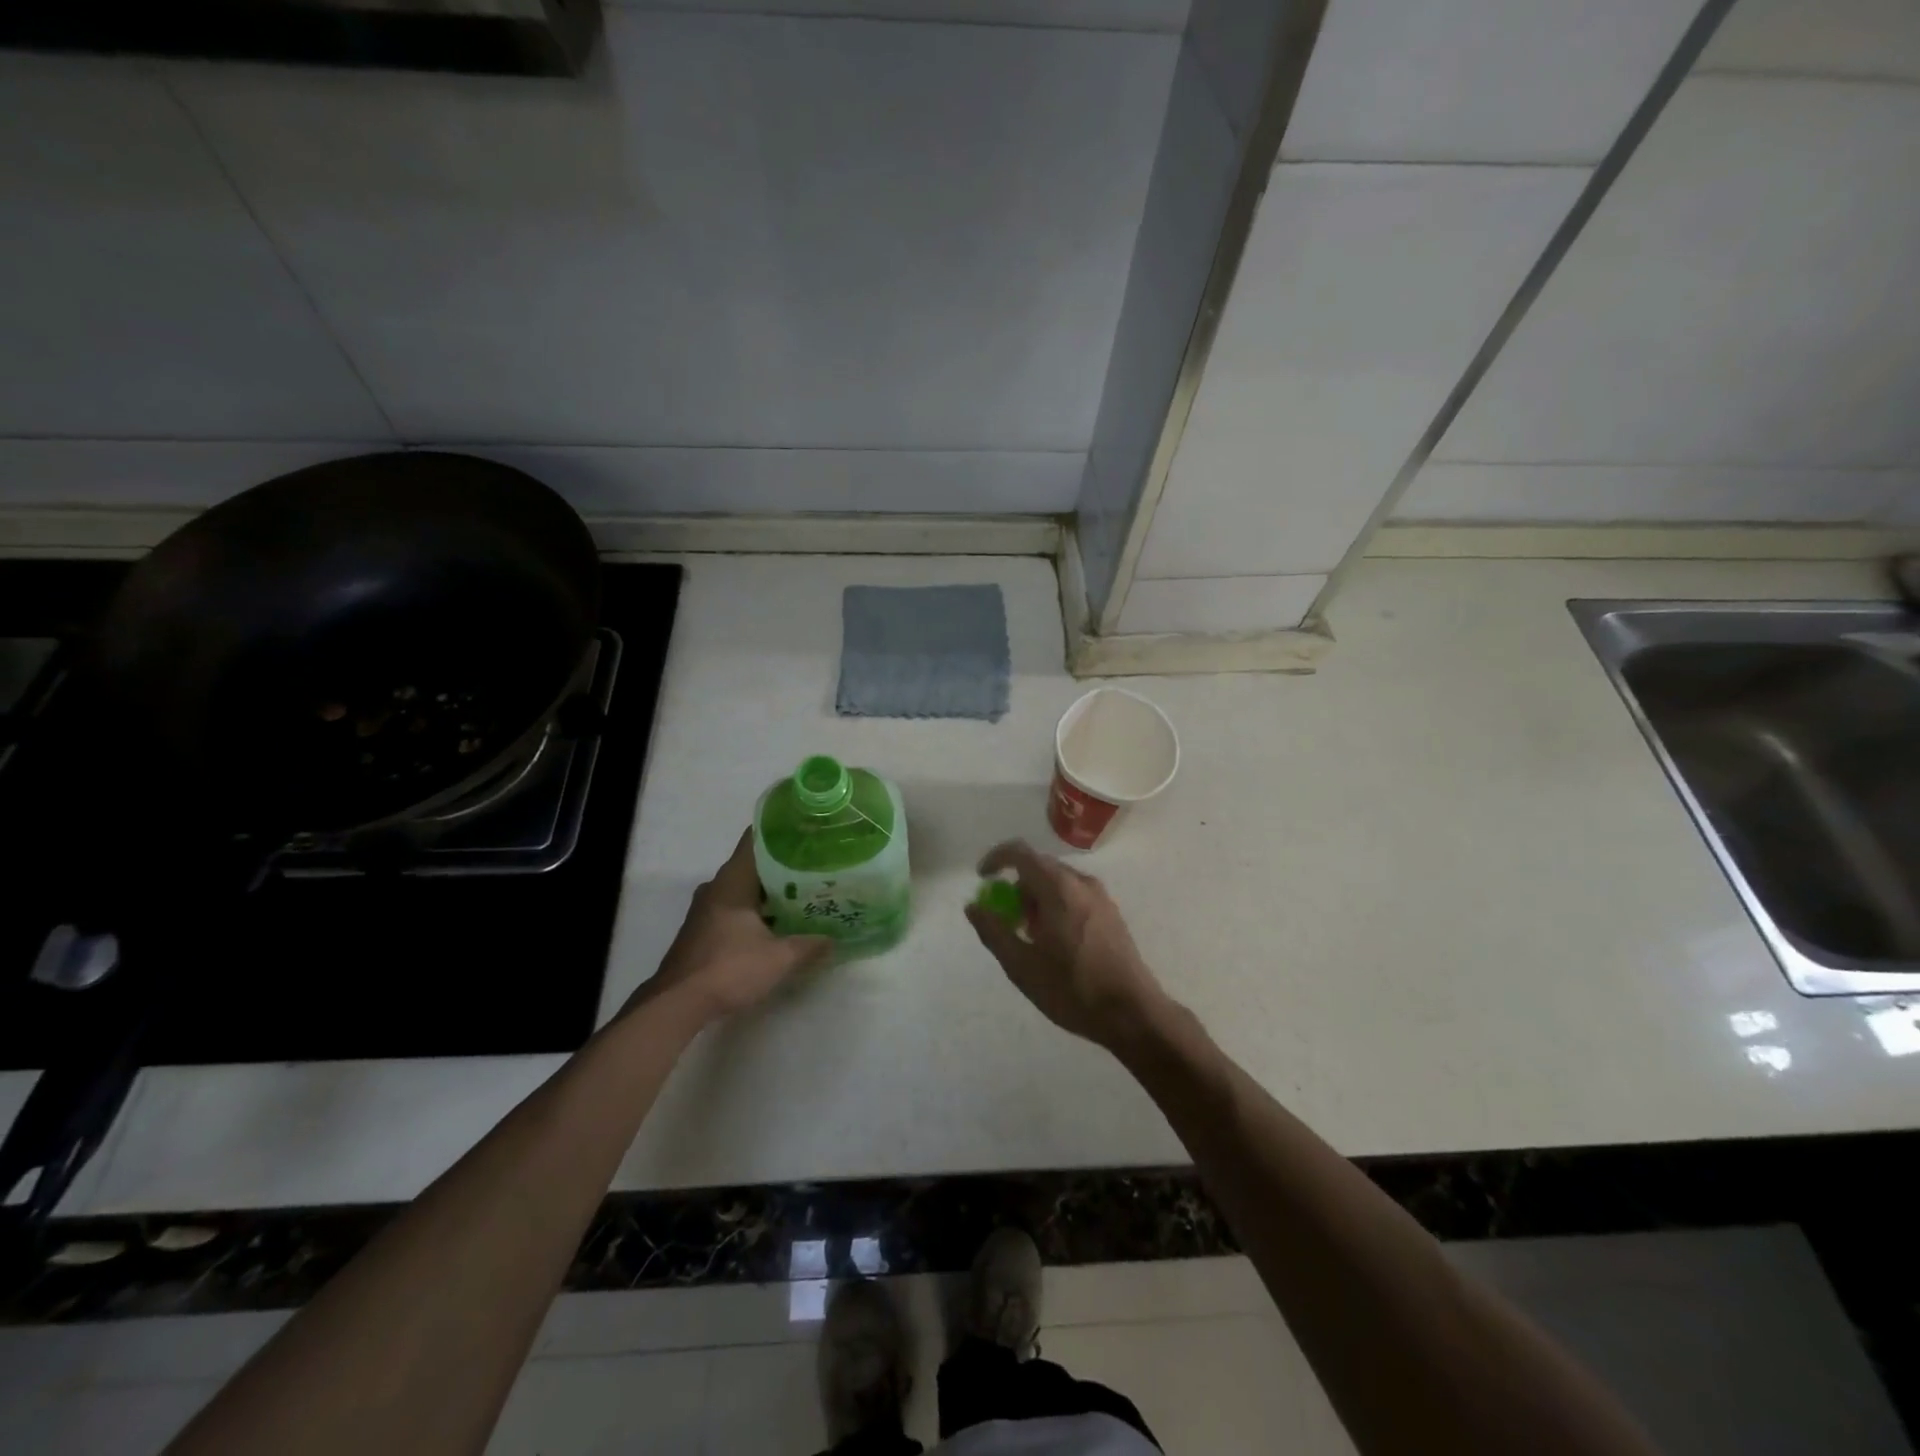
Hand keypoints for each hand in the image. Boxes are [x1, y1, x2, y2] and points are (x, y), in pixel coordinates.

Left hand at [637, 830, 834, 1025]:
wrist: (677, 1004)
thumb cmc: (729, 968)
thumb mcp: (779, 958)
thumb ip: (809, 944)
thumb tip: (834, 938)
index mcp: (733, 880)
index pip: (756, 839)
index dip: (782, 832)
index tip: (808, 832)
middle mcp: (717, 886)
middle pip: (753, 864)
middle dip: (784, 865)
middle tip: (817, 867)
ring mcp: (706, 909)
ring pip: (744, 888)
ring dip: (770, 891)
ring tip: (804, 894)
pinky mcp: (702, 929)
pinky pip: (735, 907)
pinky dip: (756, 910)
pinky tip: (779, 923)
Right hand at [964, 840, 1169, 1049]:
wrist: (1133, 1013)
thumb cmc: (1073, 989)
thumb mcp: (1022, 966)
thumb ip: (994, 932)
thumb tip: (973, 907)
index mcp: (1058, 888)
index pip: (1020, 852)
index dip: (996, 859)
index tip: (982, 879)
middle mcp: (1081, 883)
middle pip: (1039, 867)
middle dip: (1017, 887)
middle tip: (1008, 920)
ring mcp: (1101, 897)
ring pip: (1058, 882)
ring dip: (1037, 899)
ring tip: (1032, 938)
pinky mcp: (1111, 913)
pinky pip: (1075, 895)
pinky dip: (1056, 906)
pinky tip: (1056, 944)